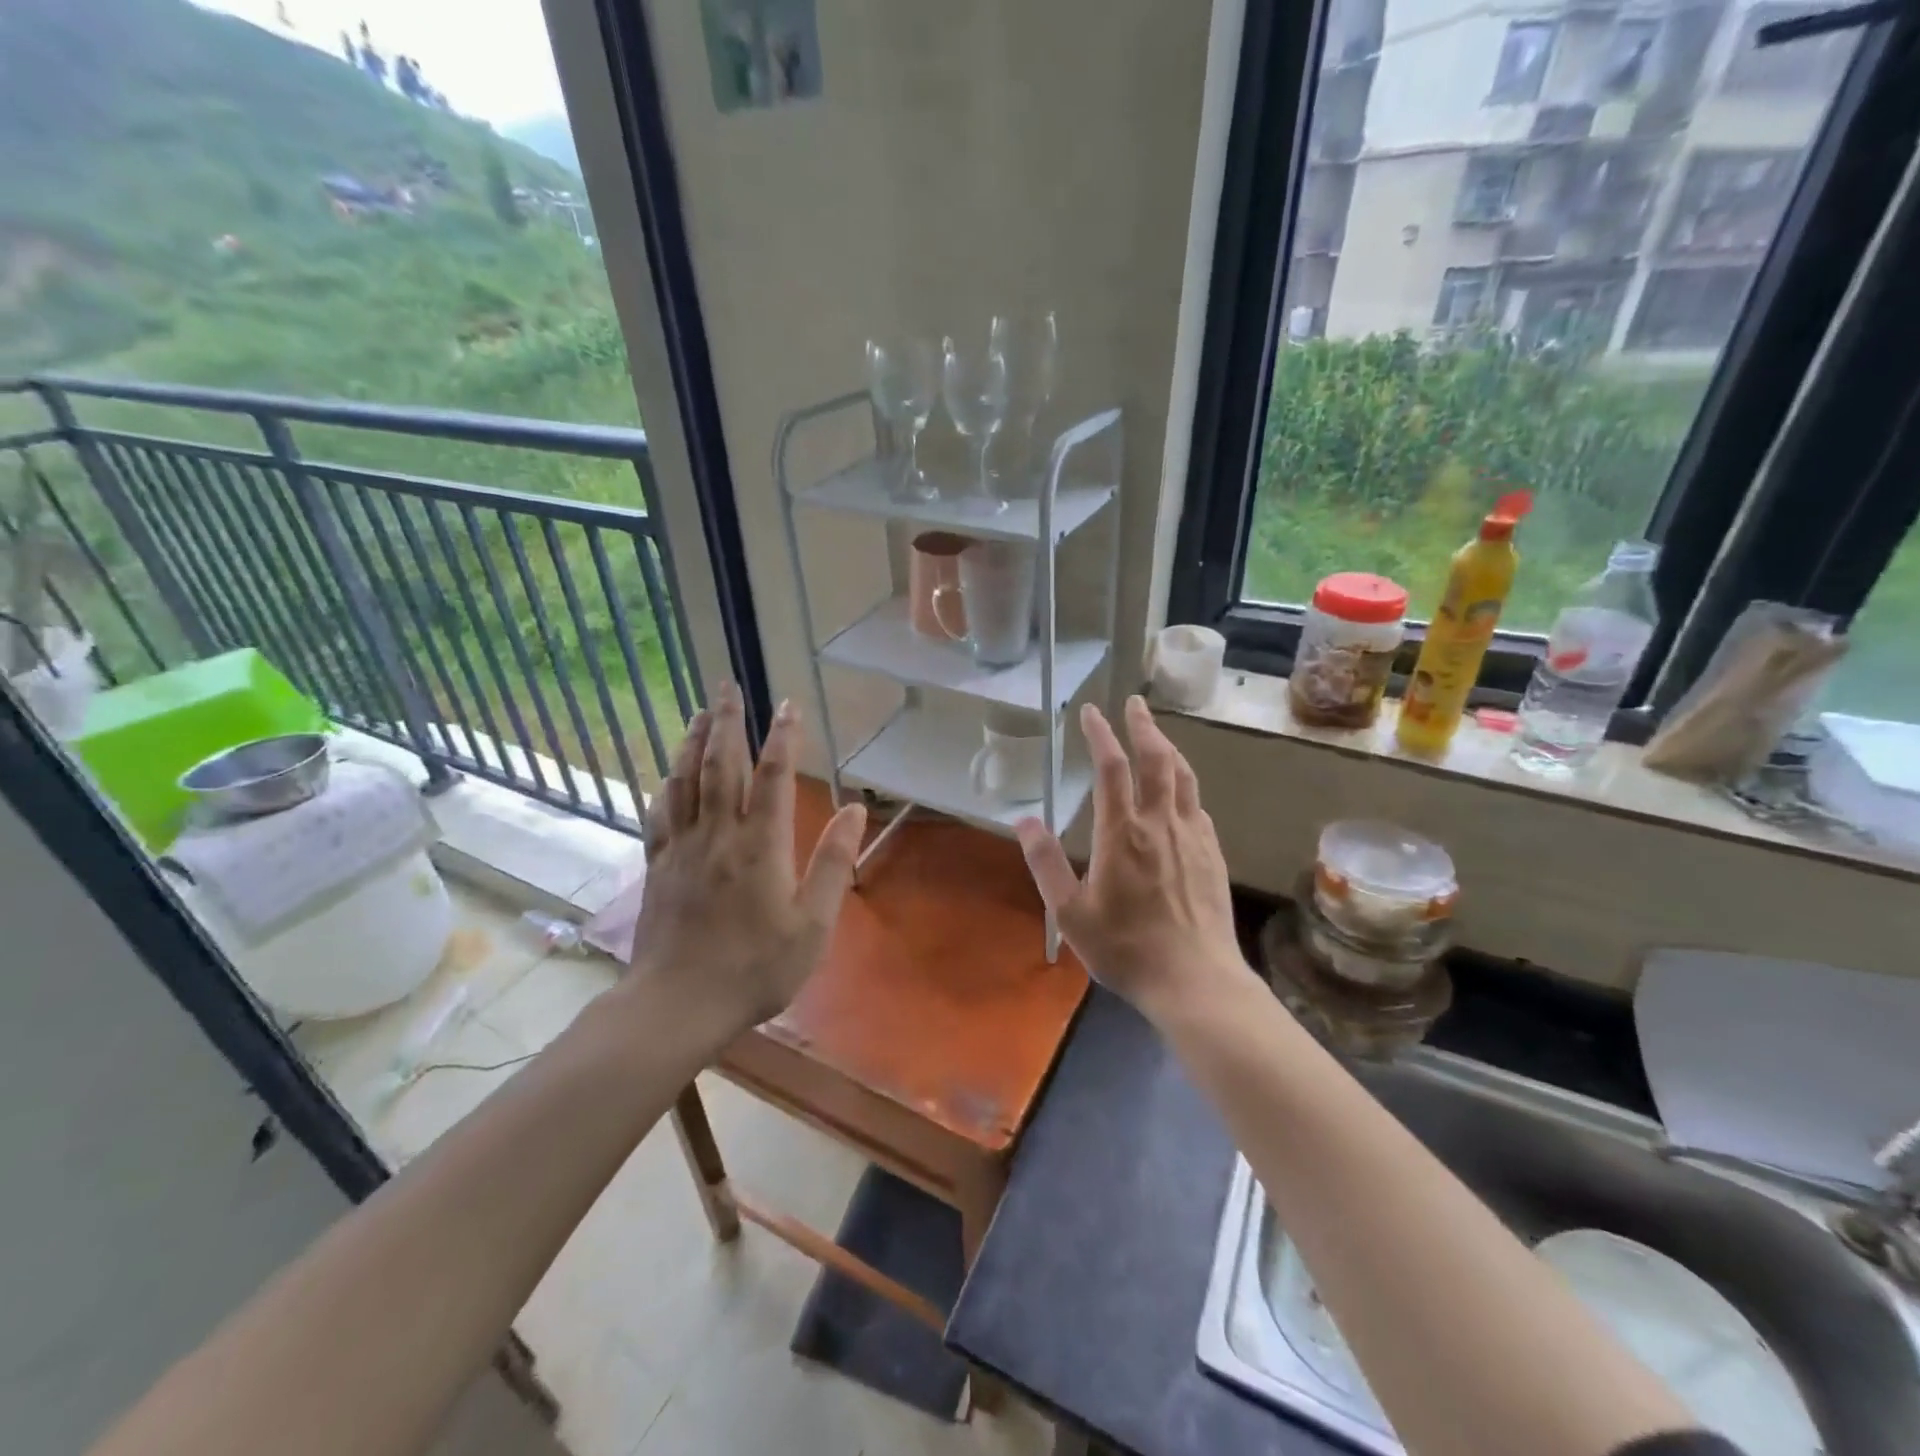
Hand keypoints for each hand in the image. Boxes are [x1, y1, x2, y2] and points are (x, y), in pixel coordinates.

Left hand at [631, 682, 866, 1039]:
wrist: (678, 1004)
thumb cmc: (755, 968)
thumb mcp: (812, 924)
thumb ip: (833, 864)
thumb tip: (856, 811)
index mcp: (760, 845)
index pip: (772, 776)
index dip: (782, 737)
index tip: (788, 705)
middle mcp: (717, 834)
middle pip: (720, 764)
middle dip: (726, 721)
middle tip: (727, 686)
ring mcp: (681, 848)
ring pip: (684, 780)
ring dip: (692, 742)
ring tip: (699, 713)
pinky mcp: (657, 866)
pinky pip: (660, 813)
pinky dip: (667, 785)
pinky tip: (668, 775)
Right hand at [1015, 697, 1245, 1018]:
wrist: (1196, 980)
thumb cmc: (1126, 948)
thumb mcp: (1070, 913)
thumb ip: (1045, 863)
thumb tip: (1023, 821)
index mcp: (1123, 833)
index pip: (1112, 768)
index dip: (1100, 734)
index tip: (1090, 712)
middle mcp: (1161, 824)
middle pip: (1157, 758)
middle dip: (1144, 725)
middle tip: (1134, 703)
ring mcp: (1193, 837)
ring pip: (1183, 776)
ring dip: (1169, 748)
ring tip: (1157, 735)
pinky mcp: (1213, 854)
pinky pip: (1197, 805)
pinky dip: (1184, 784)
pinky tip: (1179, 792)